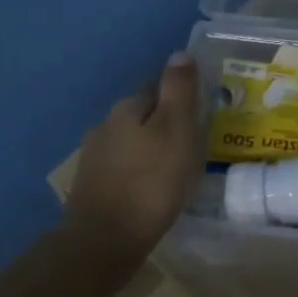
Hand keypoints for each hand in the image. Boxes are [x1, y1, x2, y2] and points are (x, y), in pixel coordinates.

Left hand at [69, 53, 202, 254]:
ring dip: (154, 147)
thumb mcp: (175, 130)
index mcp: (126, 108)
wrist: (103, 242)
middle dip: (168, 121)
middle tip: (198, 139)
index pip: (158, 86)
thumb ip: (178, 91)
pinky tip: (156, 186)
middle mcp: (105, 125)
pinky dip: (142, 169)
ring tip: (180, 165)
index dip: (182, 94)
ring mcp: (94, 157)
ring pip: (133, 141)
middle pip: (144, 113)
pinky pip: (125, 166)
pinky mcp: (93, 186)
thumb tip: (179, 53)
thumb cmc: (150, 182)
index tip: (204, 109)